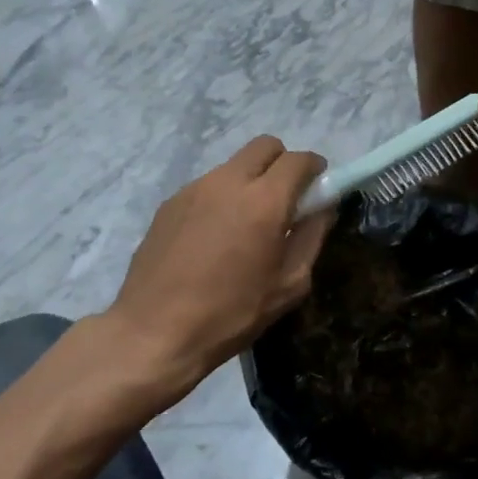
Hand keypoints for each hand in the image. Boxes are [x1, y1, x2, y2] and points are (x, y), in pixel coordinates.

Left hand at [106, 137, 332, 407]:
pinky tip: (214, 238)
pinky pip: (208, 186)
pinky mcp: (169, 203)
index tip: (319, 189)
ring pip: (234, 165)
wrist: (154, 332)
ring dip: (251, 181)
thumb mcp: (289, 284)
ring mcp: (194, 189)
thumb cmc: (231, 314)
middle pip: (265, 146)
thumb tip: (323, 208)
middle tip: (285, 200)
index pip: (299, 160)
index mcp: (264, 200)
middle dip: (283, 164)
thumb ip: (312, 236)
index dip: (316, 169)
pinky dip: (222, 198)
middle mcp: (228, 182)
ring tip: (246, 225)